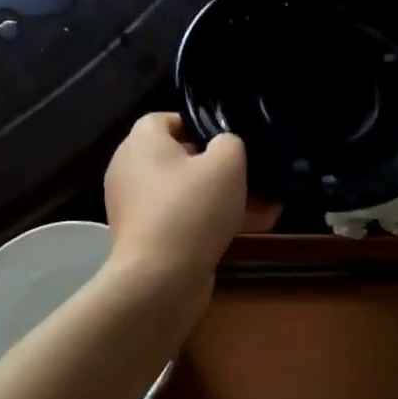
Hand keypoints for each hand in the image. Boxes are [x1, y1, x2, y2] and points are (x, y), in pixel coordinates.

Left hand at [103, 114, 278, 286]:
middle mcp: (131, 171)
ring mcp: (136, 207)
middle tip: (252, 175)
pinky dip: (211, 221)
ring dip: (224, 197)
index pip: (165, 119)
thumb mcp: (226, 164)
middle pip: (179, 158)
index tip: (228, 140)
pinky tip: (252, 228)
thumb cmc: (191, 208)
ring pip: (187, 192)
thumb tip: (224, 145)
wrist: (160, 279)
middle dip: (219, 167)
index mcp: (141, 143)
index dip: (198, 125)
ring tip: (266, 206)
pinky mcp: (147, 238)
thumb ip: (230, 143)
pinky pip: (184, 219)